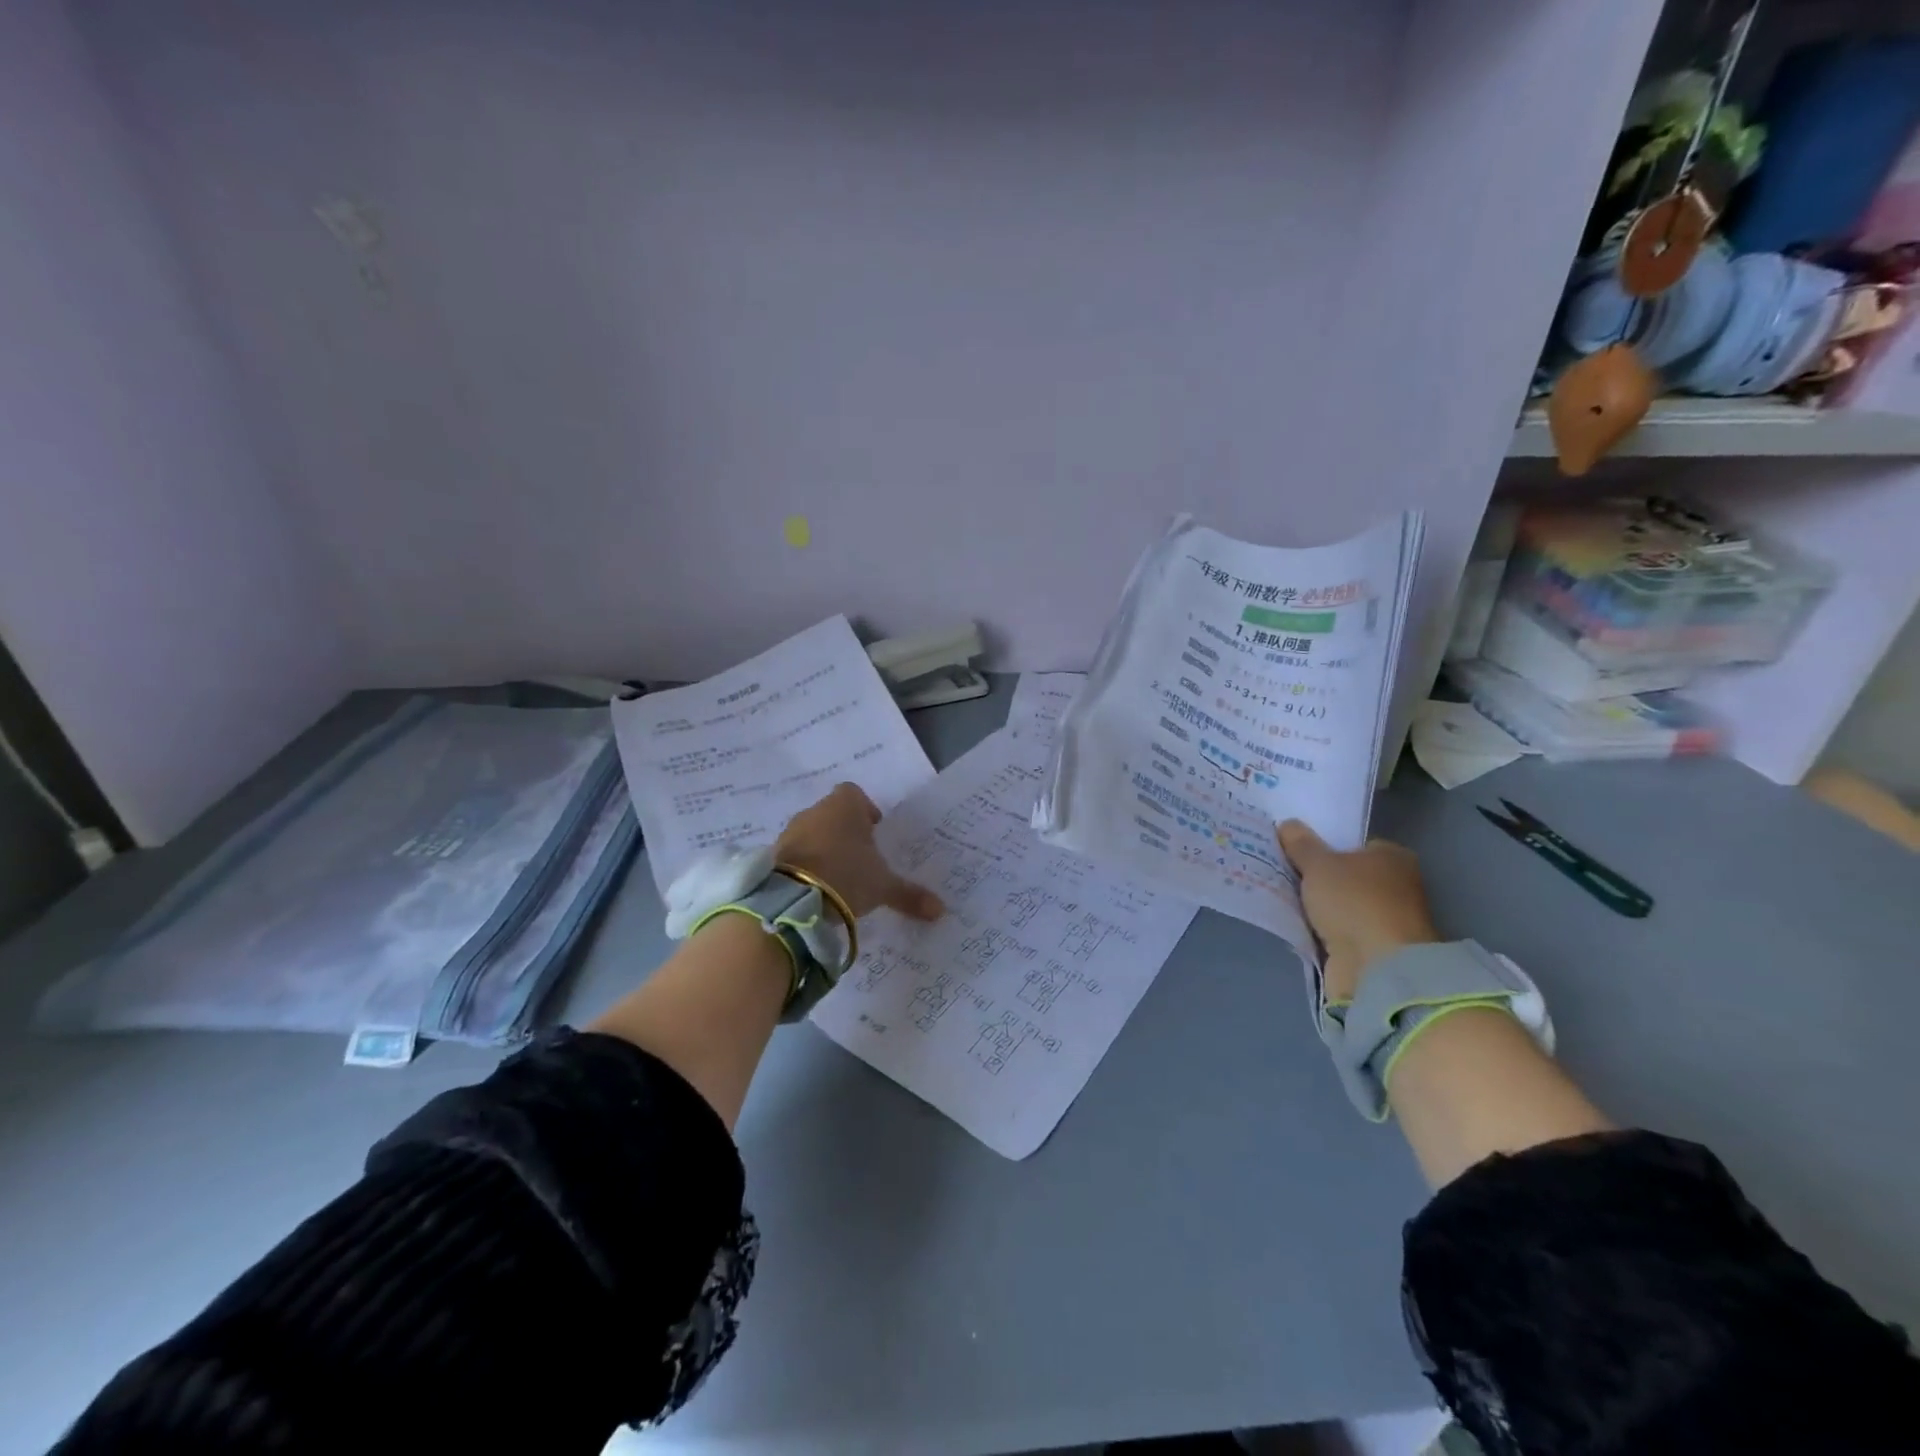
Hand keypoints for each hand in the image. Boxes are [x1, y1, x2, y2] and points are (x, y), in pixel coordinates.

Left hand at [776, 783, 944, 922]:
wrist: (793, 900)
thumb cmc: (847, 876)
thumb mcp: (883, 887)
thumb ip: (909, 895)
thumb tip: (940, 910)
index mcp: (844, 806)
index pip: (854, 794)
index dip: (865, 810)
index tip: (874, 832)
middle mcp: (815, 811)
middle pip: (833, 813)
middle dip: (845, 831)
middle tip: (860, 858)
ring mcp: (791, 831)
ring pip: (812, 832)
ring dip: (823, 847)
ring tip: (838, 876)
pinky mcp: (774, 853)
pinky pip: (795, 852)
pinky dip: (805, 864)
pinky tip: (817, 887)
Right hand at [1277, 820, 1439, 1002]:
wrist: (1377, 967)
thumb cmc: (1354, 902)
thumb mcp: (1318, 863)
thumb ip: (1301, 844)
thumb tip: (1287, 824)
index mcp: (1392, 857)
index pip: (1354, 845)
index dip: (1324, 847)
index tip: (1295, 852)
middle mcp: (1395, 886)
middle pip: (1345, 876)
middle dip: (1317, 878)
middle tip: (1281, 872)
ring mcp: (1385, 920)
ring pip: (1339, 905)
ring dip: (1316, 906)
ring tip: (1280, 897)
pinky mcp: (1372, 949)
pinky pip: (1336, 931)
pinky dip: (1319, 929)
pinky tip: (1295, 923)